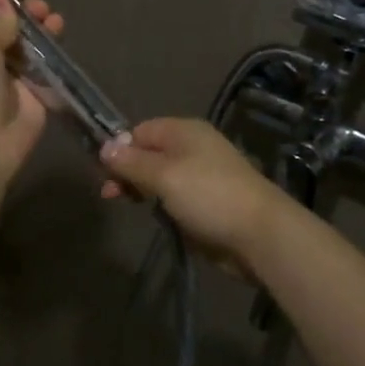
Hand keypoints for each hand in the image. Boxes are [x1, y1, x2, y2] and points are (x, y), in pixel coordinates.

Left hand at [0, 0, 65, 210]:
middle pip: (7, 29)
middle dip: (22, 14)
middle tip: (38, 6)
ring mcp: (10, 79)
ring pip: (29, 47)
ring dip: (41, 29)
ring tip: (53, 18)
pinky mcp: (34, 96)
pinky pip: (46, 69)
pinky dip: (55, 53)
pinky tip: (62, 36)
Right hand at [98, 118, 289, 269]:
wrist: (259, 234)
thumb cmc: (209, 196)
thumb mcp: (164, 176)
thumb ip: (132, 162)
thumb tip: (105, 147)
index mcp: (184, 131)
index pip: (140, 130)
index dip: (120, 148)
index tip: (104, 173)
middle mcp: (192, 147)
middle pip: (148, 152)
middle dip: (127, 170)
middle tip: (111, 194)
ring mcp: (201, 175)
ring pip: (159, 176)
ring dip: (142, 188)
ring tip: (129, 204)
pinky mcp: (205, 201)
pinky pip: (174, 196)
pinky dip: (161, 203)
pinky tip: (155, 215)